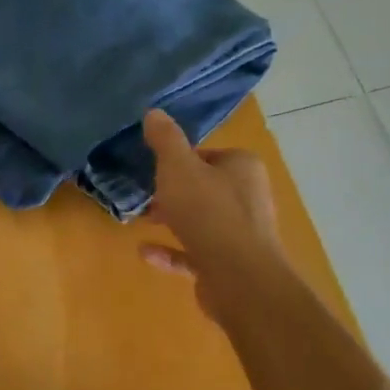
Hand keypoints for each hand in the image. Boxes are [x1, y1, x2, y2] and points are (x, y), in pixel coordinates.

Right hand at [138, 110, 285, 321]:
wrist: (238, 277)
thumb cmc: (207, 212)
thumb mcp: (178, 167)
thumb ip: (165, 140)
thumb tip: (154, 112)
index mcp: (242, 167)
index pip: (208, 155)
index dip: (180, 160)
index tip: (155, 167)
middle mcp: (248, 197)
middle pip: (204, 187)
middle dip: (173, 191)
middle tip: (145, 194)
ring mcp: (241, 233)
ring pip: (200, 220)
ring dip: (172, 219)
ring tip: (142, 219)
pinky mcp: (230, 264)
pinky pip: (195, 252)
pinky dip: (171, 250)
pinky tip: (145, 252)